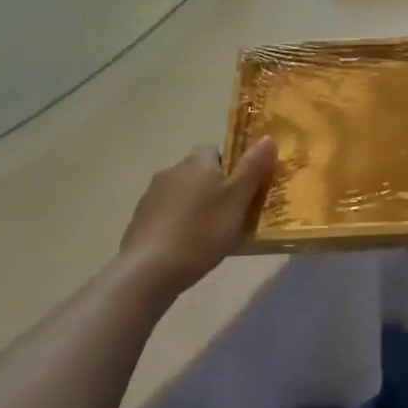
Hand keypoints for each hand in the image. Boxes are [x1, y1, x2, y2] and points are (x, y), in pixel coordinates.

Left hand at [120, 139, 277, 295]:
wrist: (148, 271)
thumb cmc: (201, 231)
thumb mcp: (237, 199)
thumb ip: (253, 167)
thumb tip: (267, 137)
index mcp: (197, 161)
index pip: (217, 151)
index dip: (232, 168)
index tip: (242, 192)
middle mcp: (172, 170)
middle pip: (200, 173)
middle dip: (214, 190)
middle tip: (231, 216)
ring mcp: (151, 196)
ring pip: (183, 195)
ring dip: (195, 208)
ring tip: (209, 237)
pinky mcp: (139, 221)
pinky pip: (167, 216)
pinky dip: (177, 226)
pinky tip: (186, 249)